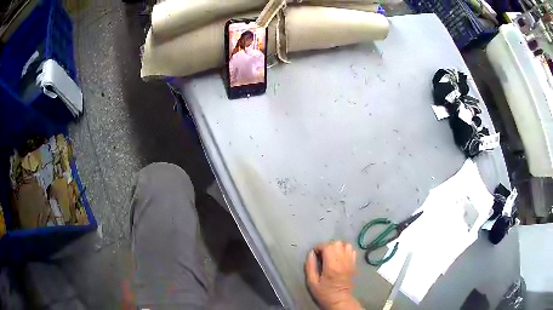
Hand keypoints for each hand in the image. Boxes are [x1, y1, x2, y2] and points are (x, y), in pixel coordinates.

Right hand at [305, 241, 362, 309]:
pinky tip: (340, 257)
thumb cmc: (324, 293)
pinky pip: (352, 250)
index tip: (314, 253)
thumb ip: (310, 266)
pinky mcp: (354, 264)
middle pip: (337, 243)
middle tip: (322, 254)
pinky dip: (345, 250)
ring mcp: (350, 262)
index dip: (319, 247)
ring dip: (337, 247)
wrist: (340, 300)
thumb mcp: (312, 282)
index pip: (327, 247)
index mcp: (332, 266)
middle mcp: (343, 262)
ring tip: (331, 255)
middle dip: (327, 246)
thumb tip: (311, 253)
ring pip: (346, 245)